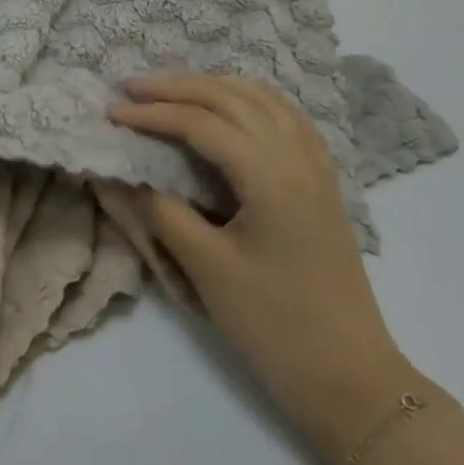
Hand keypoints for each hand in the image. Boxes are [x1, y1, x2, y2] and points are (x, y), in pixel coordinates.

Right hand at [107, 74, 418, 463]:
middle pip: (231, 98)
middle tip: (132, 87)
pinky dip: (250, 100)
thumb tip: (127, 175)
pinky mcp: (323, 182)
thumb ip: (162, 211)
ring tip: (173, 89)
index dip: (152, 114)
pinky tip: (231, 108)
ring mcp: (317, 167)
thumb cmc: (276, 326)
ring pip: (263, 99)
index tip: (112, 114)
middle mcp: (297, 157)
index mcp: (271, 176)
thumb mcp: (208, 268)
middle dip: (177, 86)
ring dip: (214, 86)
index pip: (201, 124)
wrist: (351, 379)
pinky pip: (285, 117)